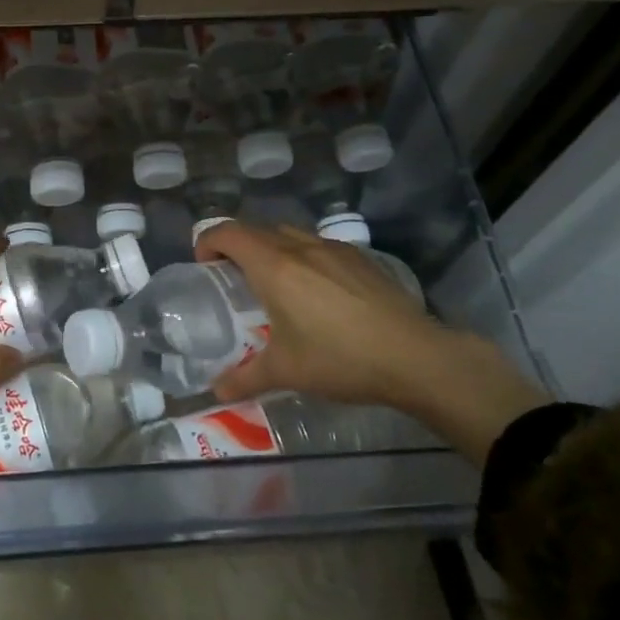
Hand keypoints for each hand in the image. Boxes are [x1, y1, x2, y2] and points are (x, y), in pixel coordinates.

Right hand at [196, 223, 547, 463]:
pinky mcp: (359, 257)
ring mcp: (332, 248)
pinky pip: (317, 244)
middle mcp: (299, 247)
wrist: (415, 356)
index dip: (207, 241)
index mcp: (273, 266)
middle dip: (236, 245)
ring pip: (288, 233)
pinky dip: (301, 255)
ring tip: (273, 282)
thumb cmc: (340, 359)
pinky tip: (316, 290)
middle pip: (255, 229)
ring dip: (269, 247)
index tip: (204, 266)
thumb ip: (245, 377)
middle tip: (232, 277)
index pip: (227, 233)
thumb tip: (216, 391)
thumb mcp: (287, 372)